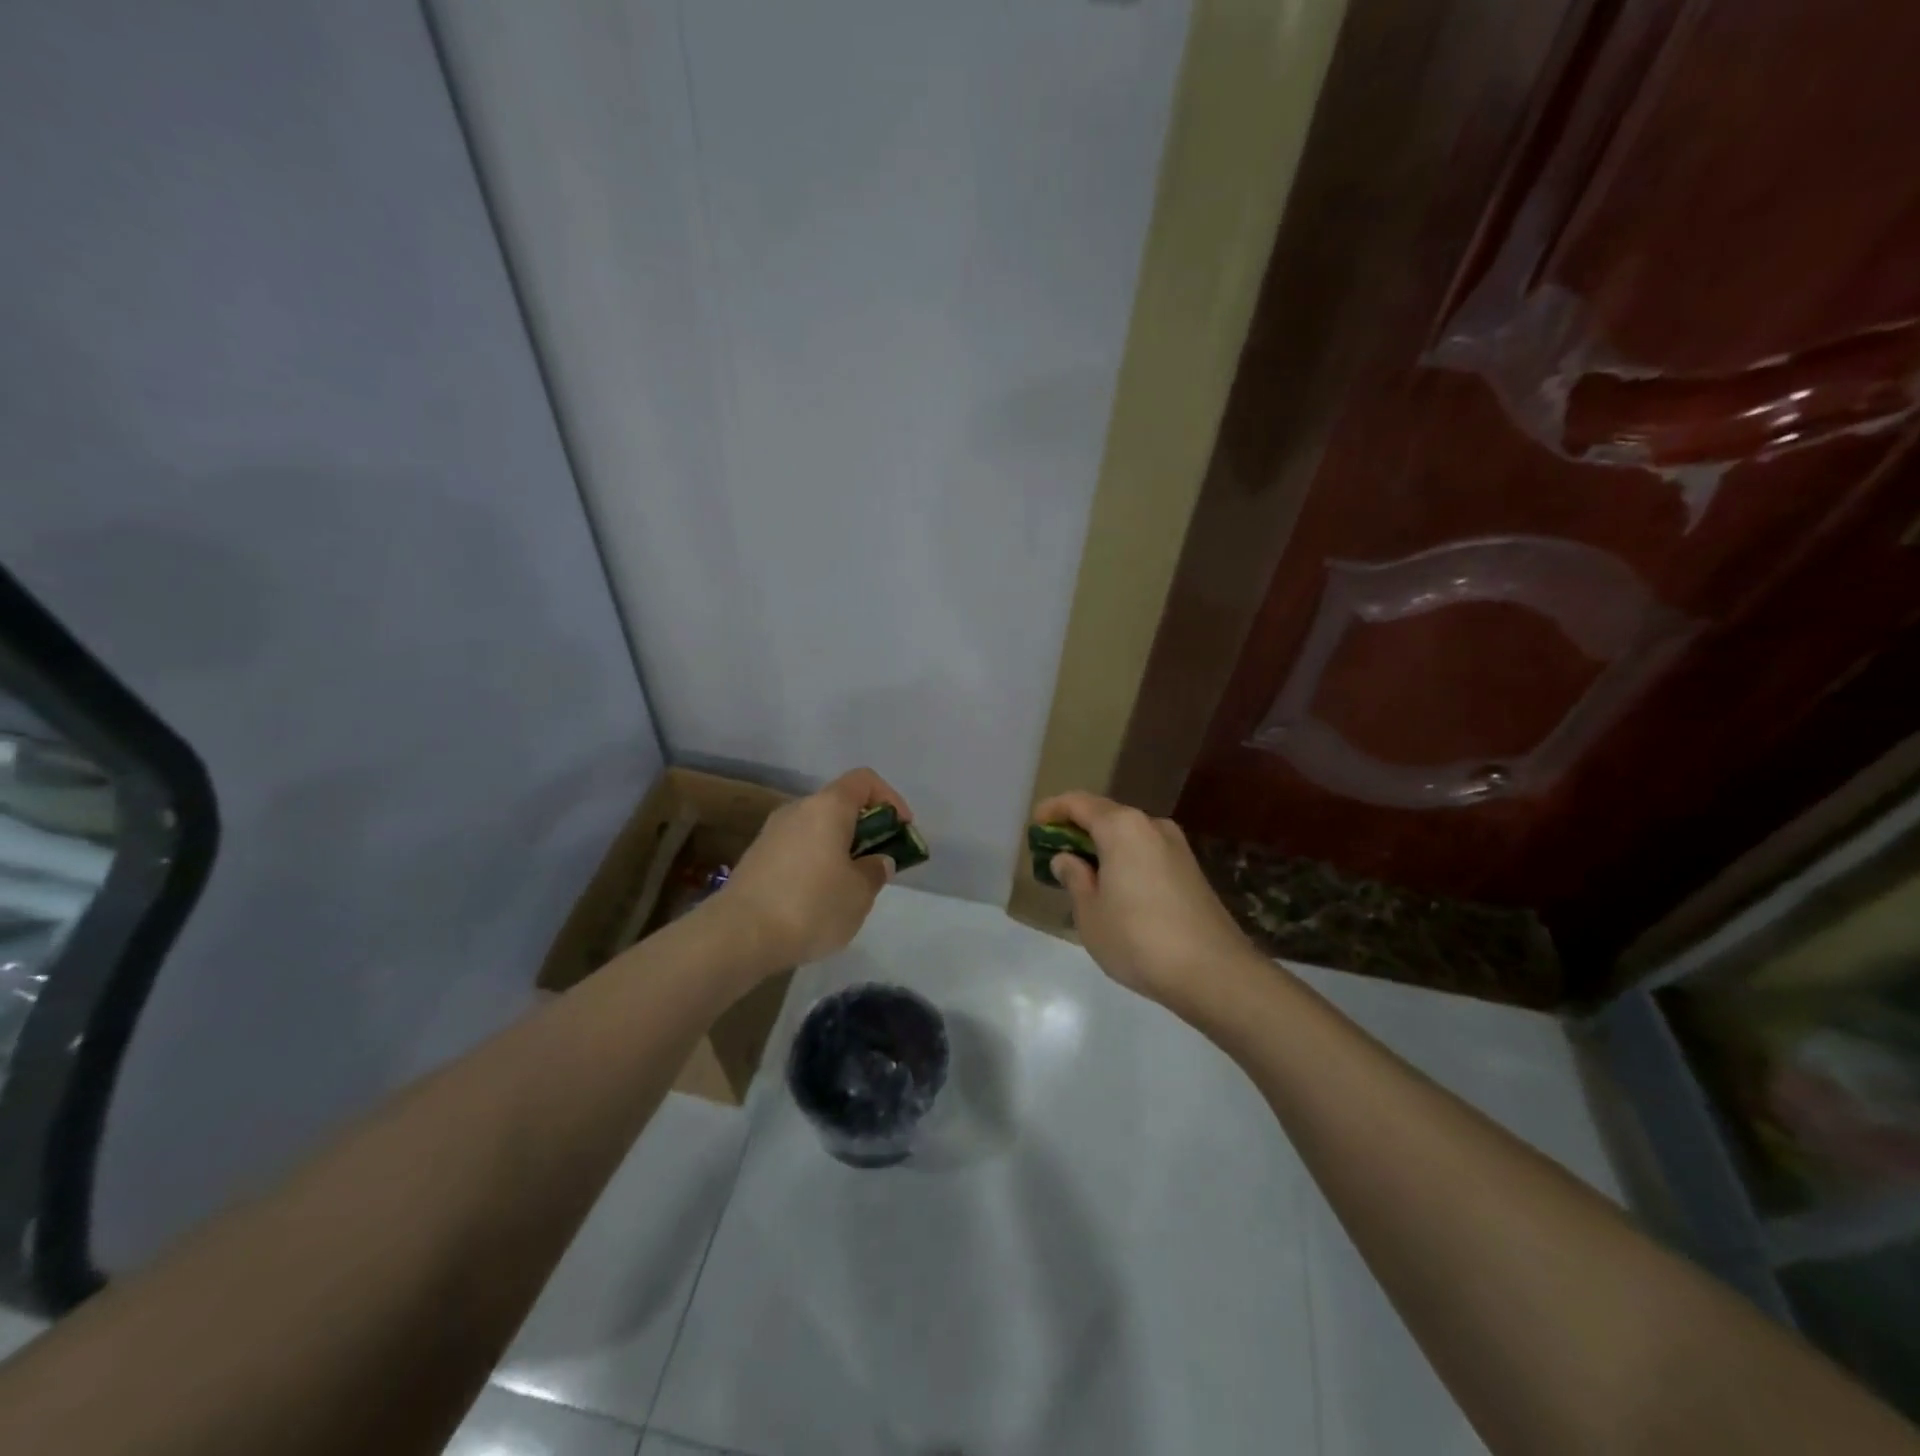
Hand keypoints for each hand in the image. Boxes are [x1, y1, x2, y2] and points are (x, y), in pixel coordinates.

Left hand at [717, 768, 909, 969]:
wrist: (738, 935)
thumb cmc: (810, 906)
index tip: (901, 831)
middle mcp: (798, 809)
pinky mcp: (756, 857)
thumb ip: (875, 871)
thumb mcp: (859, 894)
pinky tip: (817, 899)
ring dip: (840, 848)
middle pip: (840, 804)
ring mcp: (772, 832)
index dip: (890, 800)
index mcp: (827, 806)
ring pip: (817, 829)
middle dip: (865, 830)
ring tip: (850, 887)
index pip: (865, 780)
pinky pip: (798, 848)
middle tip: (879, 864)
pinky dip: (816, 862)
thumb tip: (877, 861)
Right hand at [1034, 790, 1256, 1013]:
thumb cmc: (1138, 939)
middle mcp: (1152, 825)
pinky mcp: (1192, 870)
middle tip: (1055, 854)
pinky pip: (1148, 853)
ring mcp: (1177, 847)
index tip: (1036, 826)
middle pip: (1106, 815)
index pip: (1079, 803)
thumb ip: (1074, 878)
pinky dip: (1126, 860)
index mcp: (1122, 827)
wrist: (1214, 973)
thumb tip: (1067, 859)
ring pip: (1130, 835)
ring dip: (1104, 847)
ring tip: (1084, 876)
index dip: (1053, 810)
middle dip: (1078, 830)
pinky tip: (1118, 890)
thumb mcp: (1090, 913)